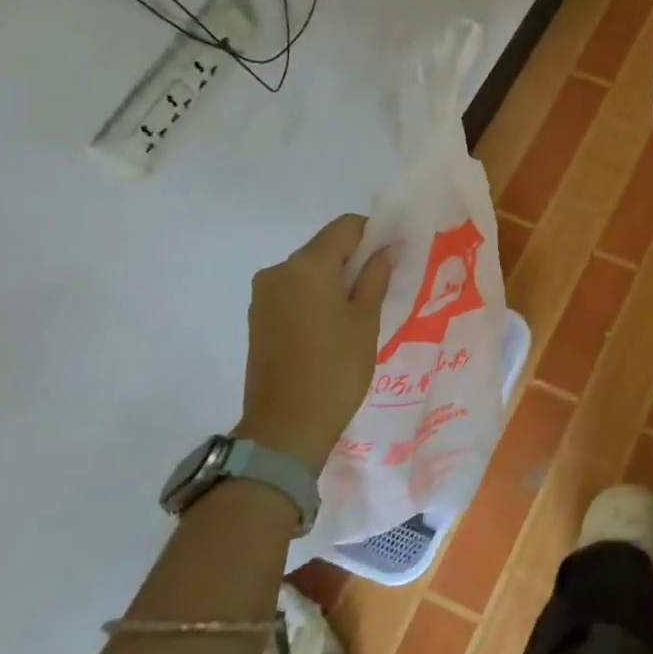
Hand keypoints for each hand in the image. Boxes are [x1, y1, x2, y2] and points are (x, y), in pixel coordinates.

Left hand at [238, 214, 392, 471]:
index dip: (374, 233)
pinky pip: (295, 292)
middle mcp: (279, 271)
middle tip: (383, 286)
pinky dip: (317, 297)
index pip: (345, 226)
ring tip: (360, 311)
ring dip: (336, 279)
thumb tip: (385, 249)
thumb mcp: (366, 320)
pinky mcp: (258, 318)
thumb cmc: (336, 368)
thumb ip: (375, 277)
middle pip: (325, 247)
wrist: (286, 426)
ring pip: (309, 271)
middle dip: (355, 259)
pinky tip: (335, 326)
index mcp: (307, 265)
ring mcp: (264, 295)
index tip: (394, 256)